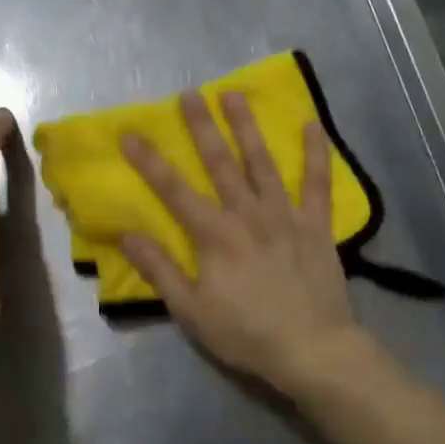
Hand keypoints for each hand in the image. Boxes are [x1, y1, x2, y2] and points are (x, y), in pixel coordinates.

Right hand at [120, 89, 362, 393]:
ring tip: (235, 94)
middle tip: (189, 94)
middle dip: (202, 127)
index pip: (173, 190)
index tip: (130, 133)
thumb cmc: (245, 333)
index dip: (149, 161)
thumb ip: (159, 269)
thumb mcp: (191, 310)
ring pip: (263, 162)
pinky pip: (317, 183)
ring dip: (248, 127)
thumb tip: (127, 234)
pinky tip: (312, 124)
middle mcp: (247, 214)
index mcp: (214, 235)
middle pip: (220, 163)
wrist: (311, 349)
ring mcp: (285, 215)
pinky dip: (315, 153)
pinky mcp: (315, 225)